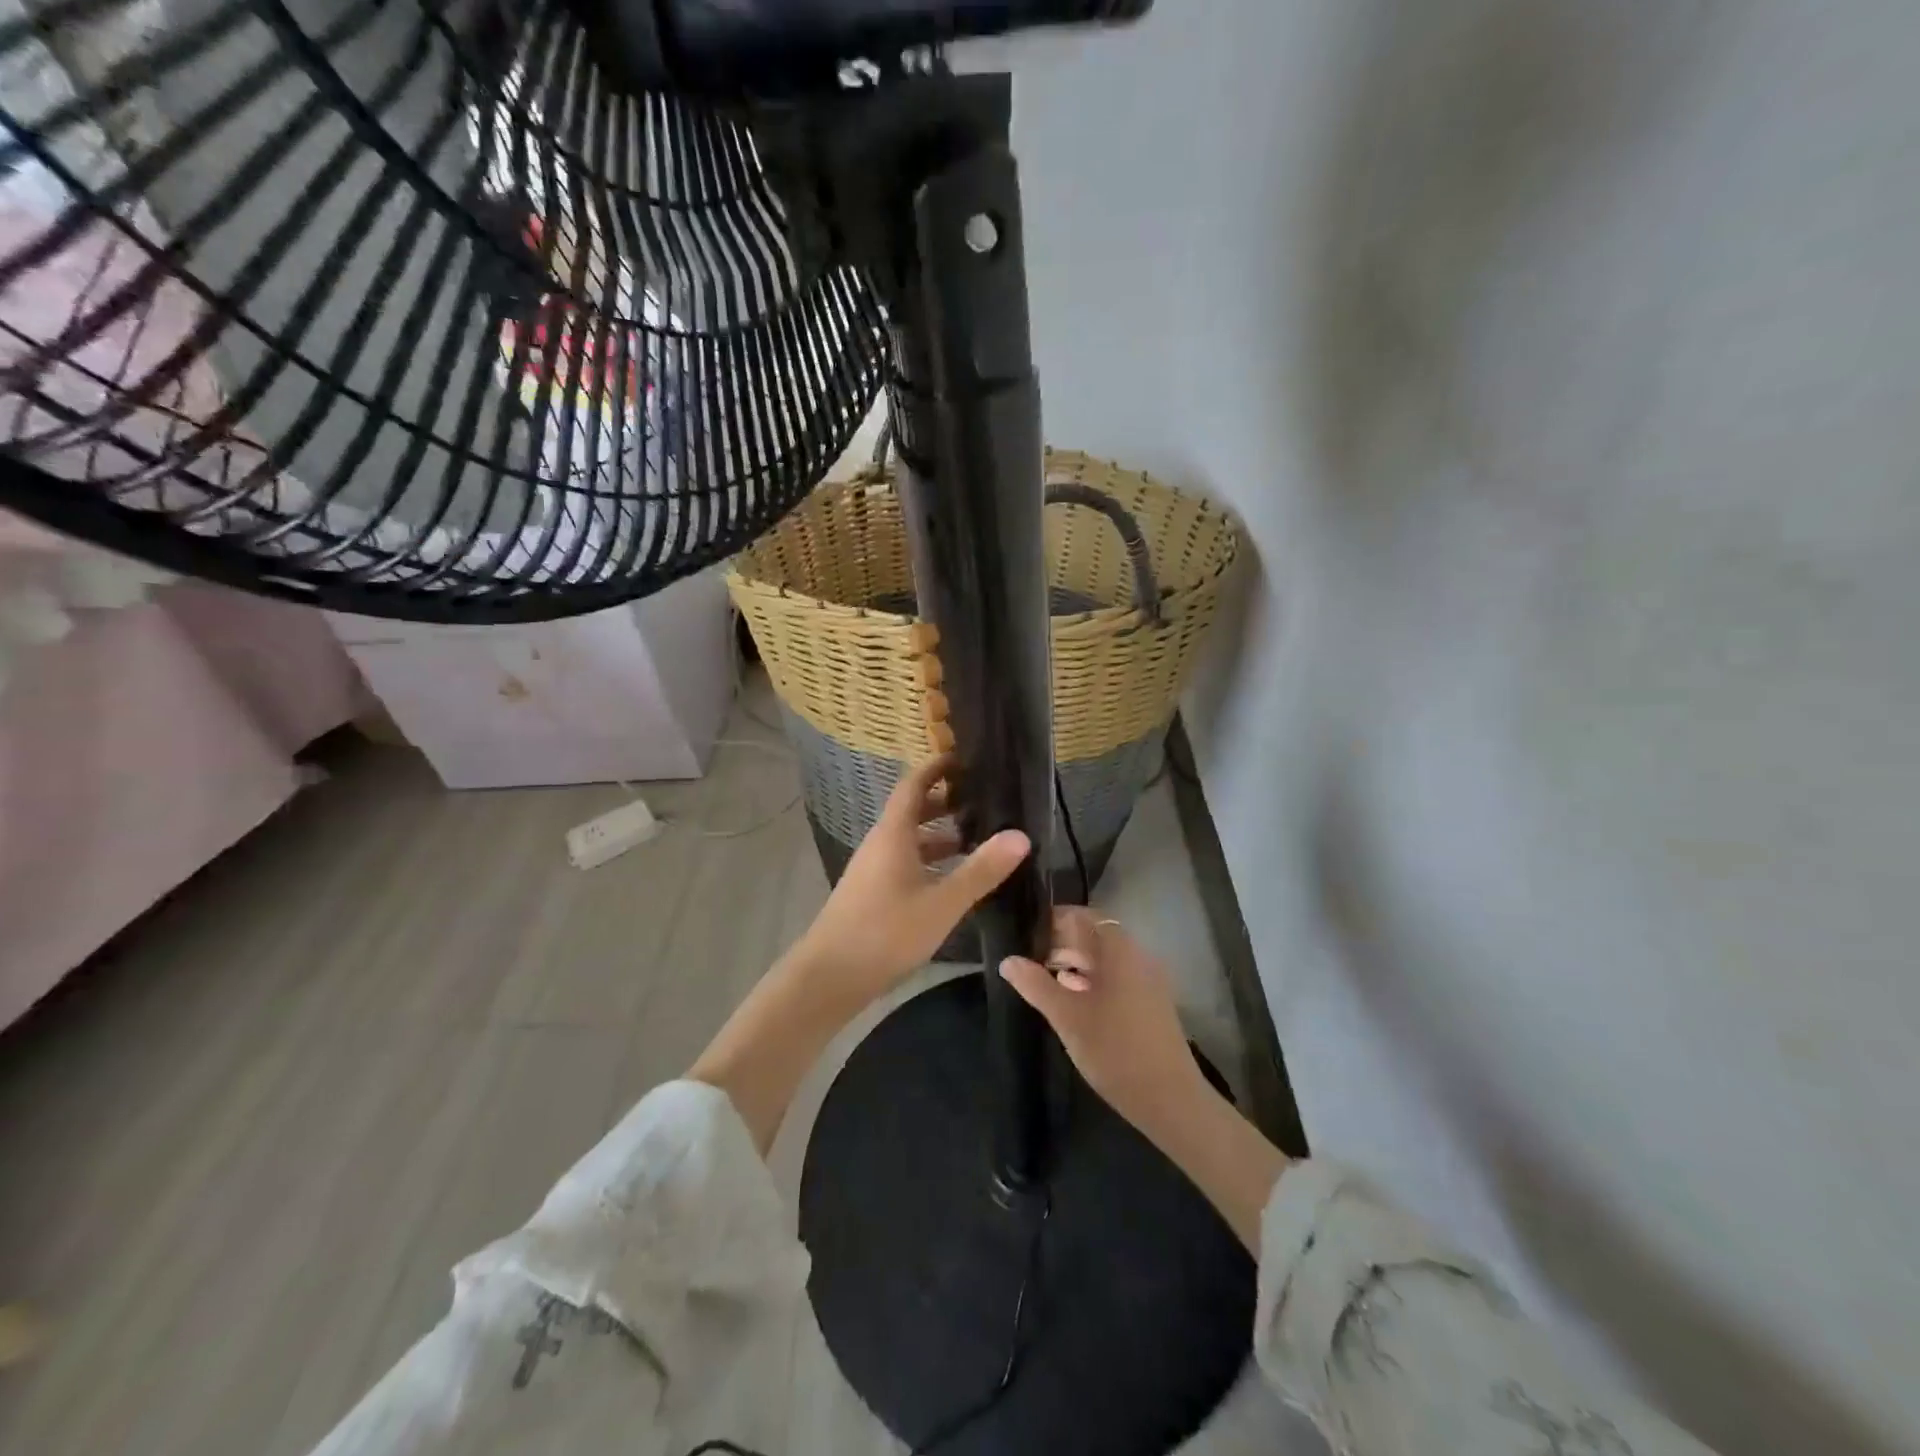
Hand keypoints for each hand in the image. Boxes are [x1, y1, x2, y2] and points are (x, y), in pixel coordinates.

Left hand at [790, 754, 1030, 1014]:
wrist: (829, 977)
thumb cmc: (886, 932)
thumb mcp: (942, 902)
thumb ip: (981, 870)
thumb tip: (1020, 835)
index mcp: (893, 833)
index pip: (913, 785)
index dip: (936, 768)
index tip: (964, 759)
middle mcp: (880, 844)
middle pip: (912, 811)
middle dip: (944, 803)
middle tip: (982, 801)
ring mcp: (873, 871)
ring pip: (909, 841)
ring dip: (939, 836)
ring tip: (976, 840)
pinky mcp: (871, 895)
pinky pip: (904, 864)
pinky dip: (929, 862)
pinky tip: (951, 882)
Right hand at [999, 908, 1204, 1134]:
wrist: (1169, 1099)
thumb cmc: (1114, 1049)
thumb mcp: (1067, 1016)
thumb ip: (1035, 984)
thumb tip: (1008, 961)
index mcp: (1119, 950)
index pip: (1083, 916)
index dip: (1054, 920)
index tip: (1026, 931)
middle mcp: (1137, 956)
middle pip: (1095, 936)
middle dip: (1062, 942)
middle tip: (1029, 955)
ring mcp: (1147, 980)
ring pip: (1105, 959)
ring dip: (1075, 962)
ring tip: (1044, 976)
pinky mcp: (1150, 1003)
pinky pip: (1117, 978)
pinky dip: (1092, 980)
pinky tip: (1071, 998)